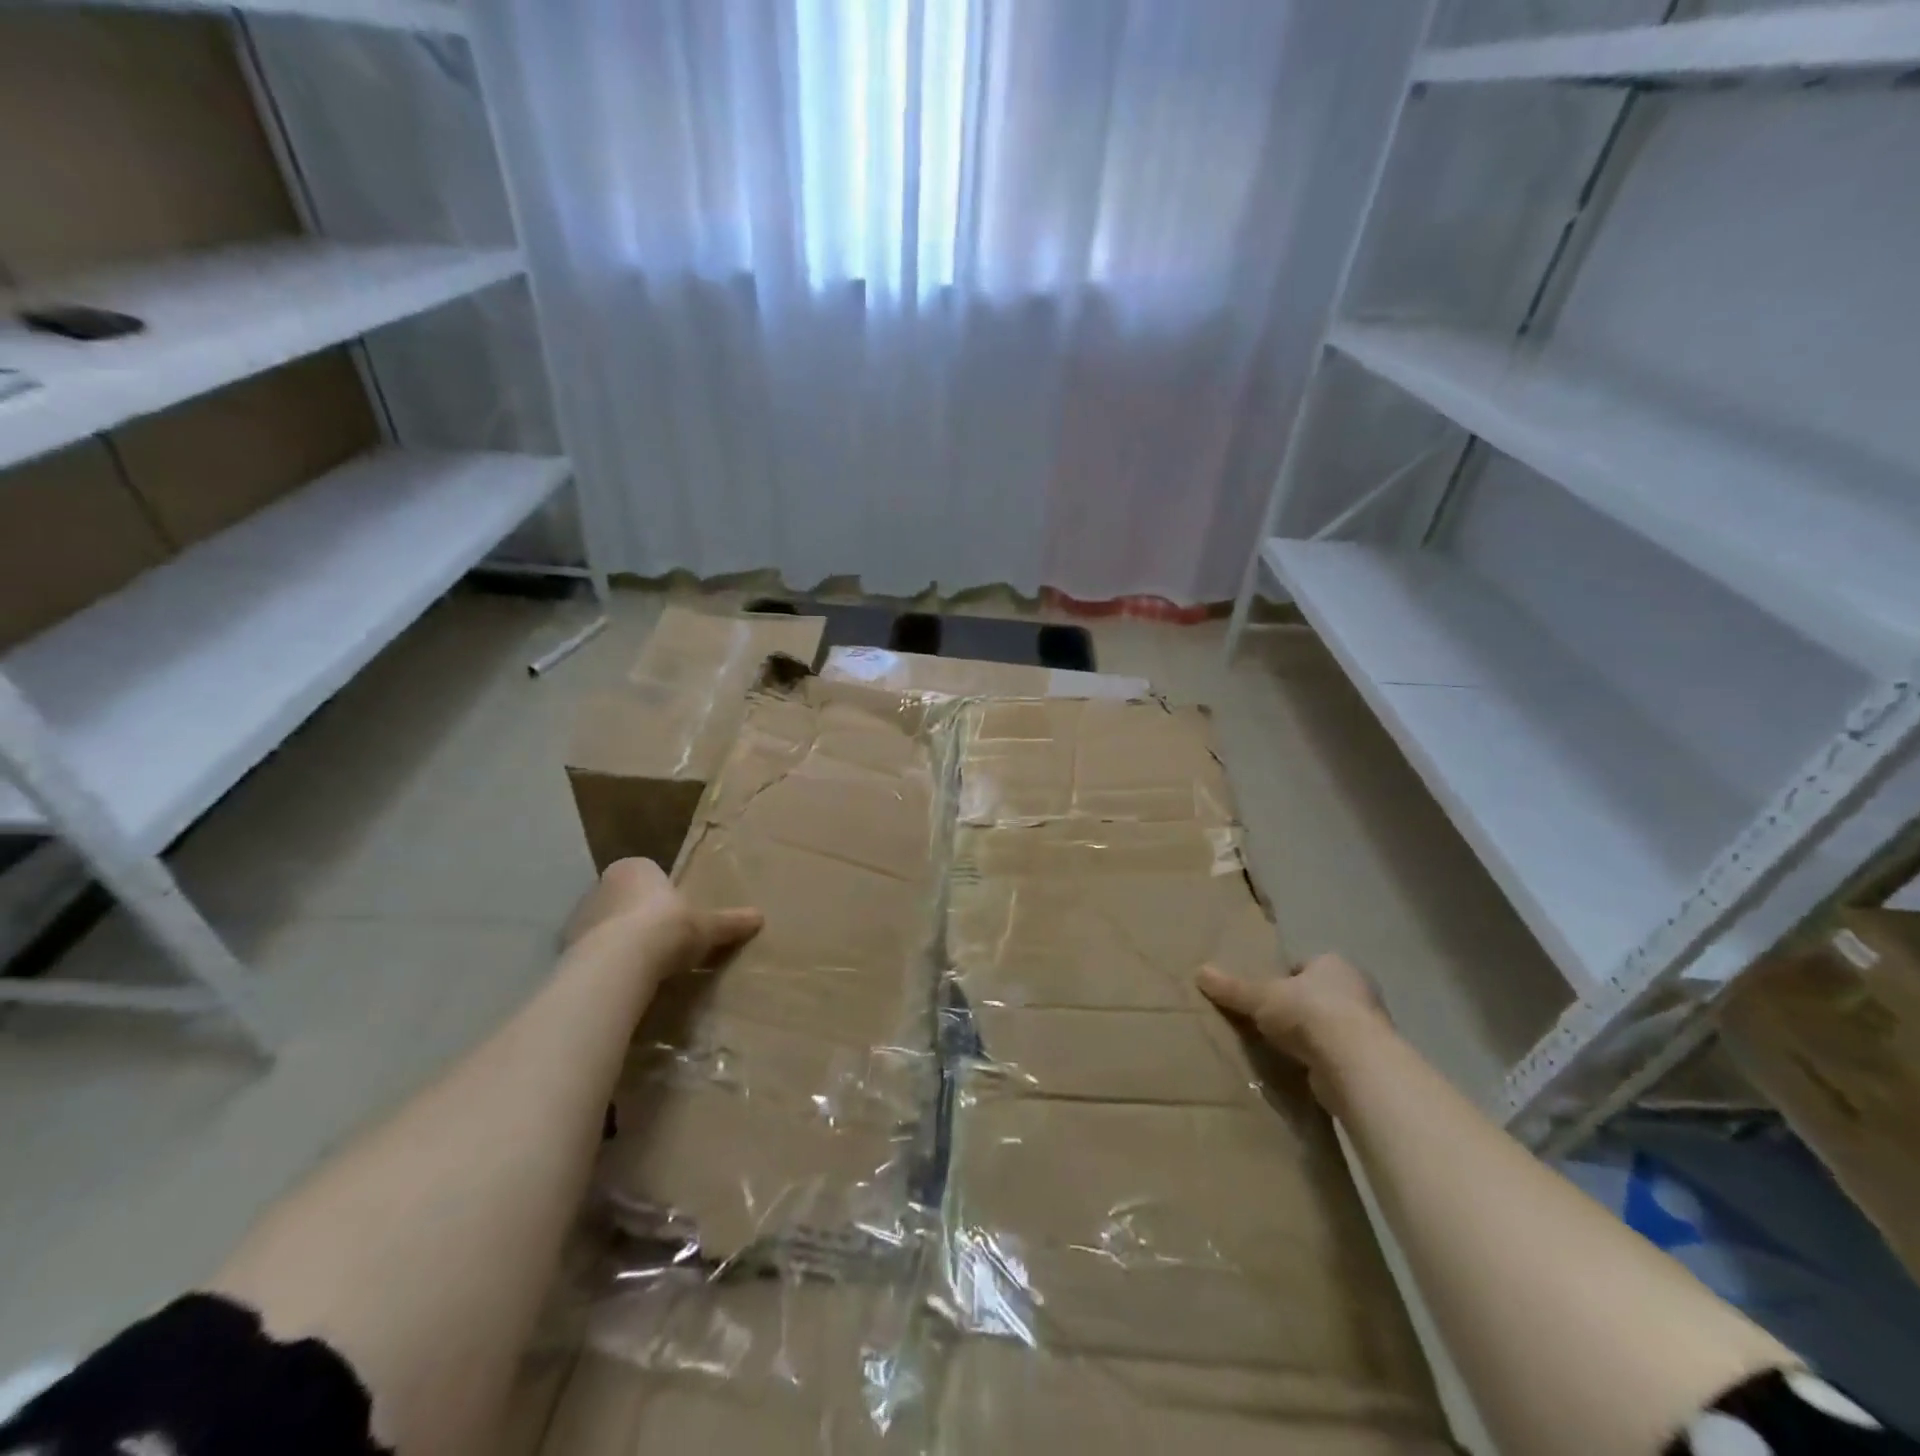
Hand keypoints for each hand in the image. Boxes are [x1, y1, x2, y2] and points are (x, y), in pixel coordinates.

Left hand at [563, 858, 762, 977]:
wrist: (620, 963)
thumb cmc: (667, 928)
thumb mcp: (708, 926)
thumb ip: (730, 922)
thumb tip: (760, 918)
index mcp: (635, 868)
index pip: (647, 875)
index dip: (660, 895)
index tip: (675, 917)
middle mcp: (601, 886)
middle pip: (623, 900)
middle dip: (637, 918)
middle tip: (660, 942)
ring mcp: (578, 919)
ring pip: (603, 927)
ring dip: (618, 942)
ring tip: (642, 966)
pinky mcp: (565, 950)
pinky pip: (590, 954)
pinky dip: (603, 964)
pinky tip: (621, 981)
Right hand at [1197, 953, 1388, 1092]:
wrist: (1357, 1064)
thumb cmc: (1309, 1013)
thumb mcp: (1260, 996)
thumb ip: (1232, 987)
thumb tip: (1199, 972)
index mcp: (1334, 964)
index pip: (1304, 966)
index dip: (1284, 979)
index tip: (1264, 995)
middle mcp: (1358, 990)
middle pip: (1319, 995)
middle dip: (1298, 1007)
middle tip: (1268, 1021)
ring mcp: (1370, 1027)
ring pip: (1330, 1026)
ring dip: (1311, 1037)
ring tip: (1281, 1048)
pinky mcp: (1372, 1062)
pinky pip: (1338, 1055)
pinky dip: (1322, 1061)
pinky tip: (1302, 1070)